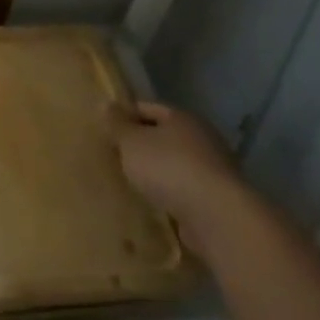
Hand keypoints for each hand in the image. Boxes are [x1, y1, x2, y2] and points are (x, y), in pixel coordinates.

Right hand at [108, 101, 242, 240]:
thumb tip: (106, 104)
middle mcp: (202, 138)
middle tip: (112, 157)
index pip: (147, 108)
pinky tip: (151, 204)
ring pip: (173, 164)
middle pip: (163, 136)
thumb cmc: (169, 167)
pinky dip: (168, 194)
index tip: (103, 129)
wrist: (215, 215)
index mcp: (182, 117)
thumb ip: (117, 125)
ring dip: (155, 172)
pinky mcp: (215, 198)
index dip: (124, 115)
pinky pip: (183, 190)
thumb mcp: (132, 142)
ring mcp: (212, 169)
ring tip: (128, 183)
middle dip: (140, 146)